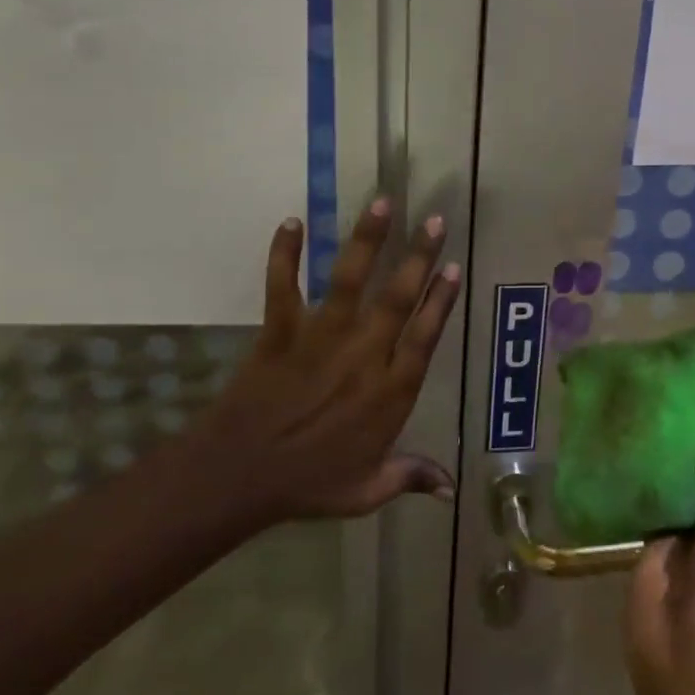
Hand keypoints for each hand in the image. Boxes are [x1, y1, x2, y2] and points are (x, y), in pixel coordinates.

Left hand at [185, 198, 461, 524]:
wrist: (239, 478)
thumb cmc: (307, 485)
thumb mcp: (367, 491)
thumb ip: (410, 478)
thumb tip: (452, 490)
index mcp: (389, 391)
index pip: (425, 336)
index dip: (441, 300)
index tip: (455, 268)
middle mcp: (362, 355)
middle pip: (398, 298)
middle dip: (419, 257)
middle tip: (436, 221)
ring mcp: (320, 338)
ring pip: (349, 281)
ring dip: (367, 240)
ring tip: (383, 202)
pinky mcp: (281, 332)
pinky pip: (283, 286)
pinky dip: (284, 253)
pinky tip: (291, 221)